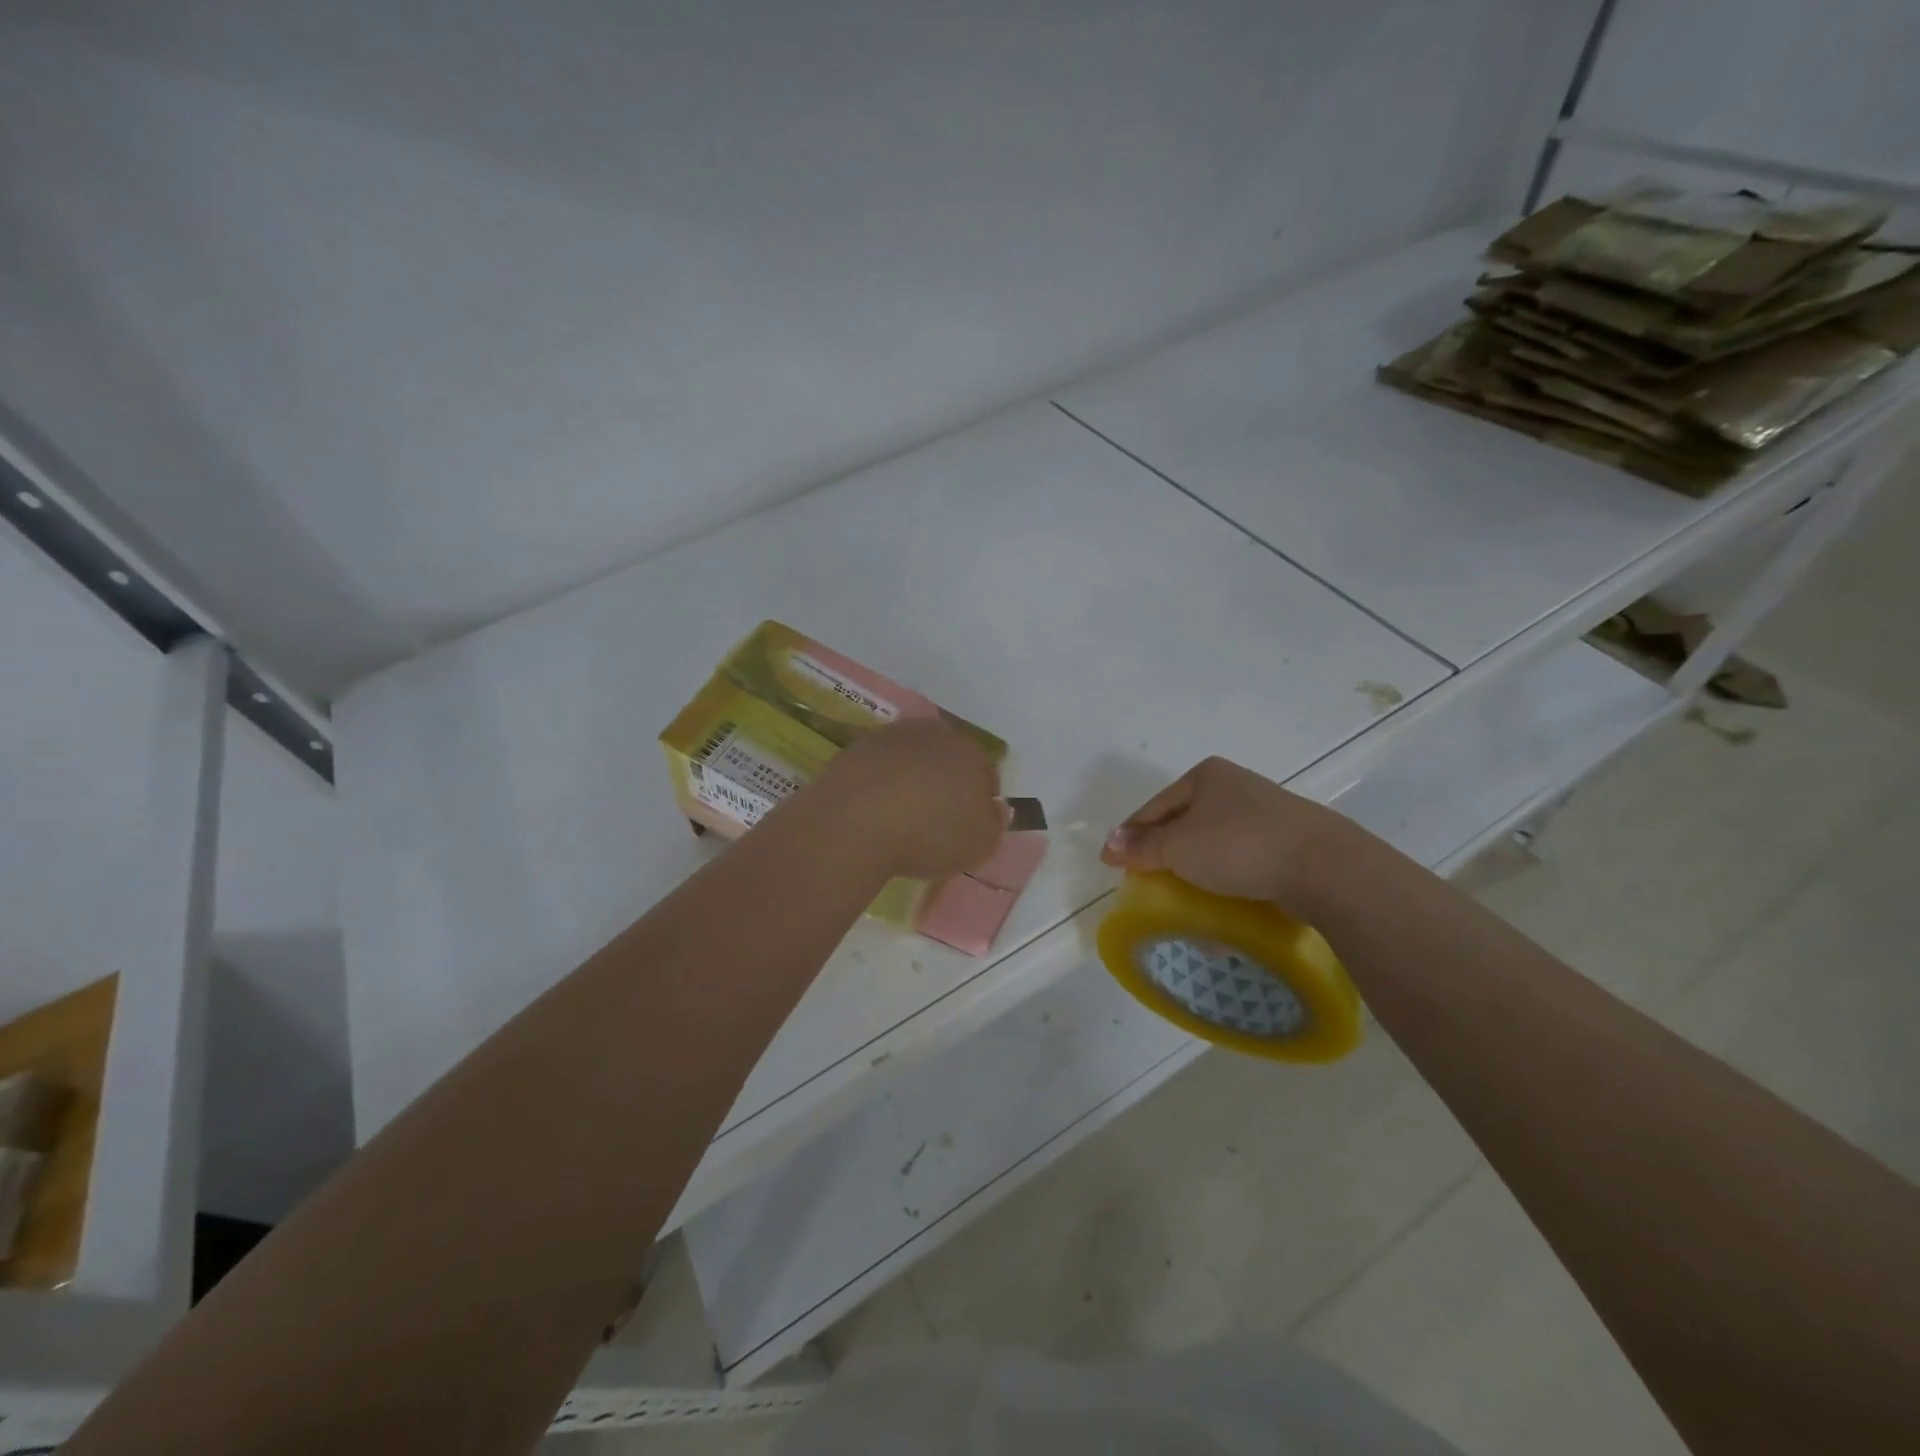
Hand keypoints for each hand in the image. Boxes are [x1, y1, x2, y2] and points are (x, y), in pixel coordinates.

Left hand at [811, 718, 1005, 878]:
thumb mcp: (981, 842)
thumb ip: (995, 822)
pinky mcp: (855, 749)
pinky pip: (878, 769)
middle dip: (945, 784)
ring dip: (911, 782)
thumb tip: (994, 807)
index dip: (981, 803)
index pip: (986, 774)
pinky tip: (874, 813)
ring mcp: (891, 737)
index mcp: (971, 751)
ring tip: (901, 819)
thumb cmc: (930, 833)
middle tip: (935, 821)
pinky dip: (880, 786)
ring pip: (911, 760)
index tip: (968, 828)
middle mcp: (933, 733)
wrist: (855, 822)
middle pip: (947, 760)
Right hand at [1100, 756, 1351, 905]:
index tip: (1112, 864)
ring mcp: (1264, 813)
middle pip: (1183, 823)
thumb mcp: (1178, 847)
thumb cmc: (1239, 846)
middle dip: (1164, 854)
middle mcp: (1234, 786)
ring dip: (1195, 869)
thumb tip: (1108, 844)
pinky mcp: (1286, 841)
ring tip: (1181, 895)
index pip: (1153, 807)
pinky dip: (1225, 877)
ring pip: (1213, 843)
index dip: (1130, 836)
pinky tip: (1220, 898)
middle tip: (1146, 882)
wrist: (1323, 866)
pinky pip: (1242, 859)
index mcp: (1205, 776)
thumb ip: (1141, 847)